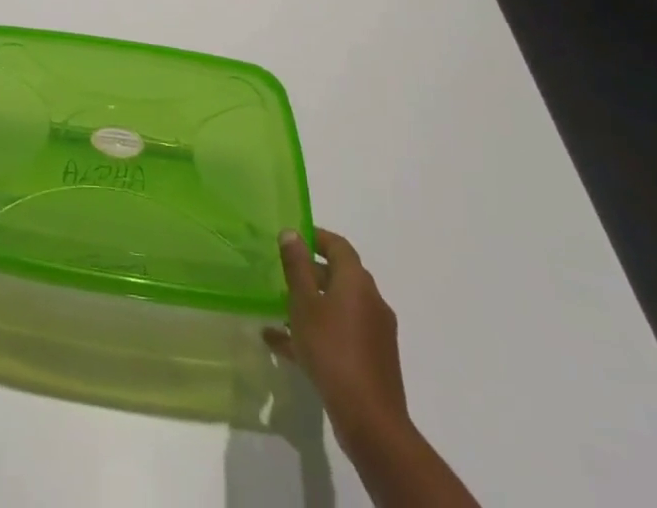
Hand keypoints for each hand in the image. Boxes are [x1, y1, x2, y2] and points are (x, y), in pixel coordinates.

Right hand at [264, 228, 409, 442]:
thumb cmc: (332, 351)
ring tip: (280, 313)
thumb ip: (297, 267)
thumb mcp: (304, 304)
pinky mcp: (374, 360)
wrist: (371, 422)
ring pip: (339, 308)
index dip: (316, 237)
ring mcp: (376, 333)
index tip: (292, 239)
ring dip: (312, 306)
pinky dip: (319, 333)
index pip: (338, 246)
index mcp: (357, 282)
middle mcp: (371, 301)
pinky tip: (286, 347)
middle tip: (282, 276)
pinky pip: (342, 334)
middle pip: (340, 276)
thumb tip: (292, 233)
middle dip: (311, 274)